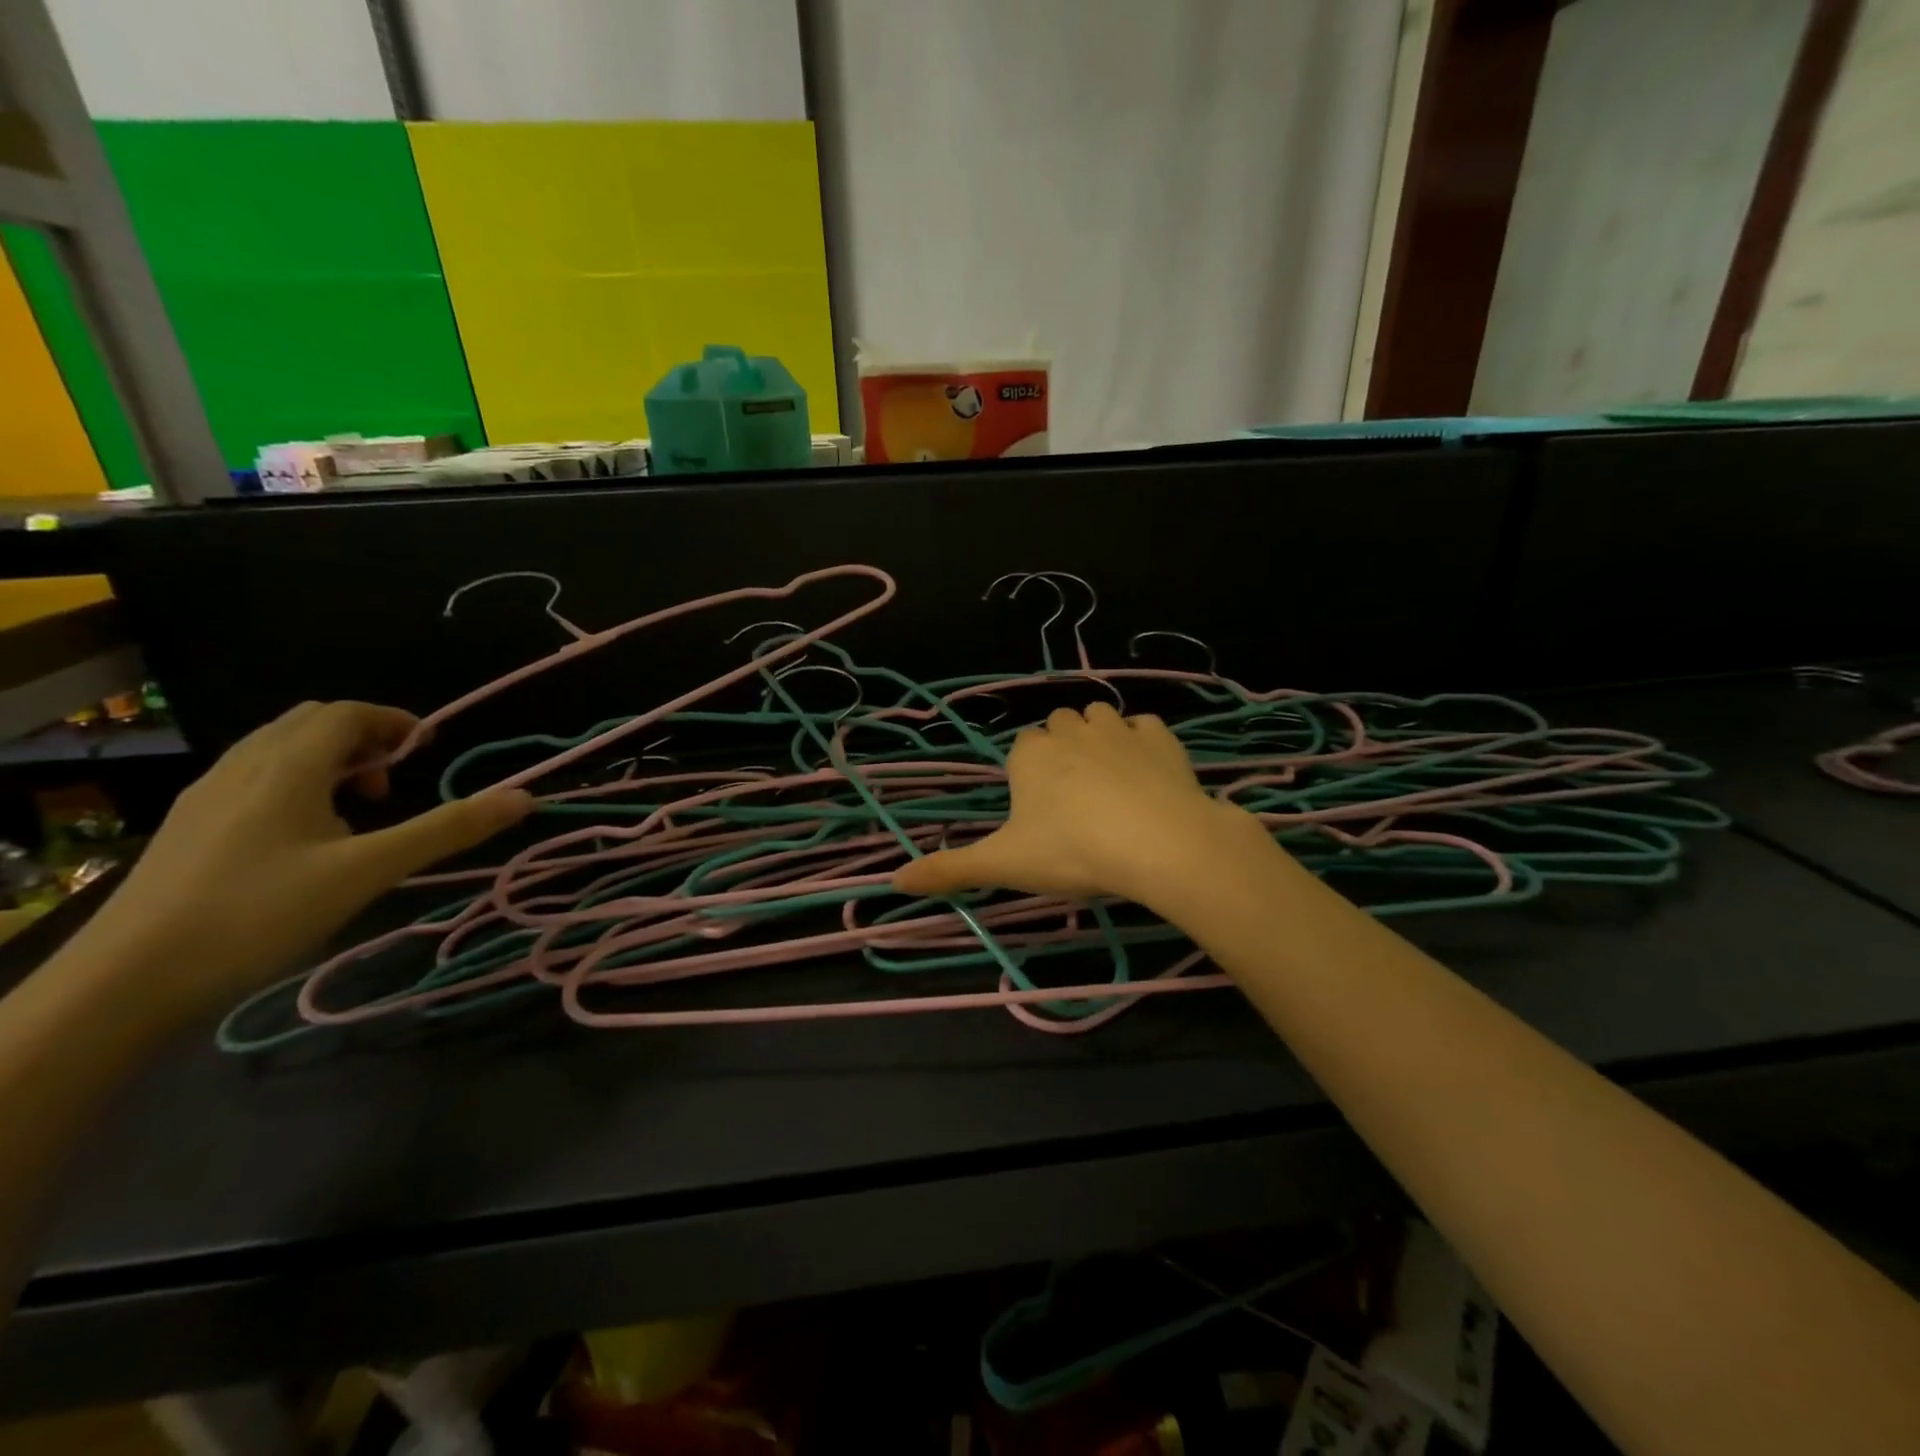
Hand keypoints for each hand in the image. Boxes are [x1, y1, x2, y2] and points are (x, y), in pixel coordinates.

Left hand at [74, 701, 531, 1017]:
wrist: (125, 982)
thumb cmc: (261, 913)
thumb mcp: (370, 870)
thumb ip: (448, 829)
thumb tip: (524, 797)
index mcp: (286, 766)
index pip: (346, 713)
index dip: (395, 721)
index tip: (430, 751)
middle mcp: (242, 766)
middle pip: (311, 723)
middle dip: (363, 740)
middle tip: (393, 784)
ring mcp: (207, 797)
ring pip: (278, 751)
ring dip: (330, 763)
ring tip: (357, 813)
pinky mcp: (189, 828)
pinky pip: (253, 779)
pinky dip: (296, 786)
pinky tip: (306, 841)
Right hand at [893, 702, 1261, 906]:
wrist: (1158, 843)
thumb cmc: (1072, 852)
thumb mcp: (1005, 866)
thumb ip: (950, 870)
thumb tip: (894, 882)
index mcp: (1030, 756)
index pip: (1022, 748)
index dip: (1029, 773)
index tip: (1040, 809)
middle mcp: (1069, 731)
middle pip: (1058, 725)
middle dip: (1062, 748)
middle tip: (1073, 797)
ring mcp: (1118, 729)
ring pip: (1099, 716)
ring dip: (1099, 736)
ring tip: (1109, 780)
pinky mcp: (1160, 737)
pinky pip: (1145, 726)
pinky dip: (1142, 742)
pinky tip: (1148, 774)